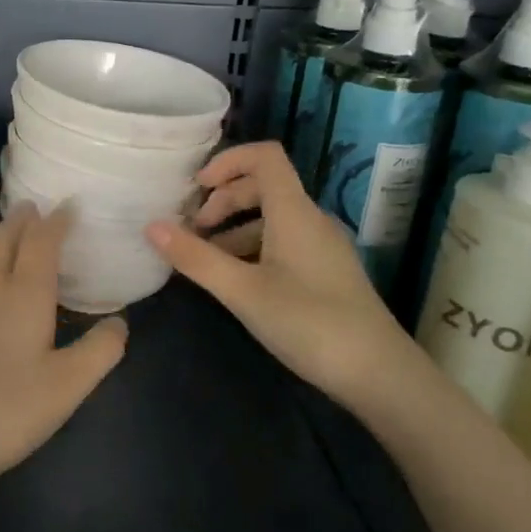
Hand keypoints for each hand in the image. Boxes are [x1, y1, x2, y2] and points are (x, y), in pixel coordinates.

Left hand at [0, 203, 127, 530]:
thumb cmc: (6, 407)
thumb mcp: (66, 385)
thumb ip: (98, 351)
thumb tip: (121, 321)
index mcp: (25, 293)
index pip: (42, 242)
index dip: (57, 221)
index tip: (71, 203)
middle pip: (8, 240)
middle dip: (24, 219)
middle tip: (38, 205)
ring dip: (5, 235)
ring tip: (18, 227)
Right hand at [144, 141, 413, 402]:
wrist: (380, 375)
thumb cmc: (309, 323)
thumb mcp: (243, 291)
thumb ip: (196, 258)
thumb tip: (151, 226)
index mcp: (294, 212)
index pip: (264, 157)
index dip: (227, 160)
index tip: (196, 188)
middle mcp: (310, 220)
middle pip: (263, 187)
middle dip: (222, 201)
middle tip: (192, 231)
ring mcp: (321, 247)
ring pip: (270, 219)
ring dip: (233, 229)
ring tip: (205, 261)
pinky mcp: (325, 272)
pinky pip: (282, 243)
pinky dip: (252, 250)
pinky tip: (235, 282)